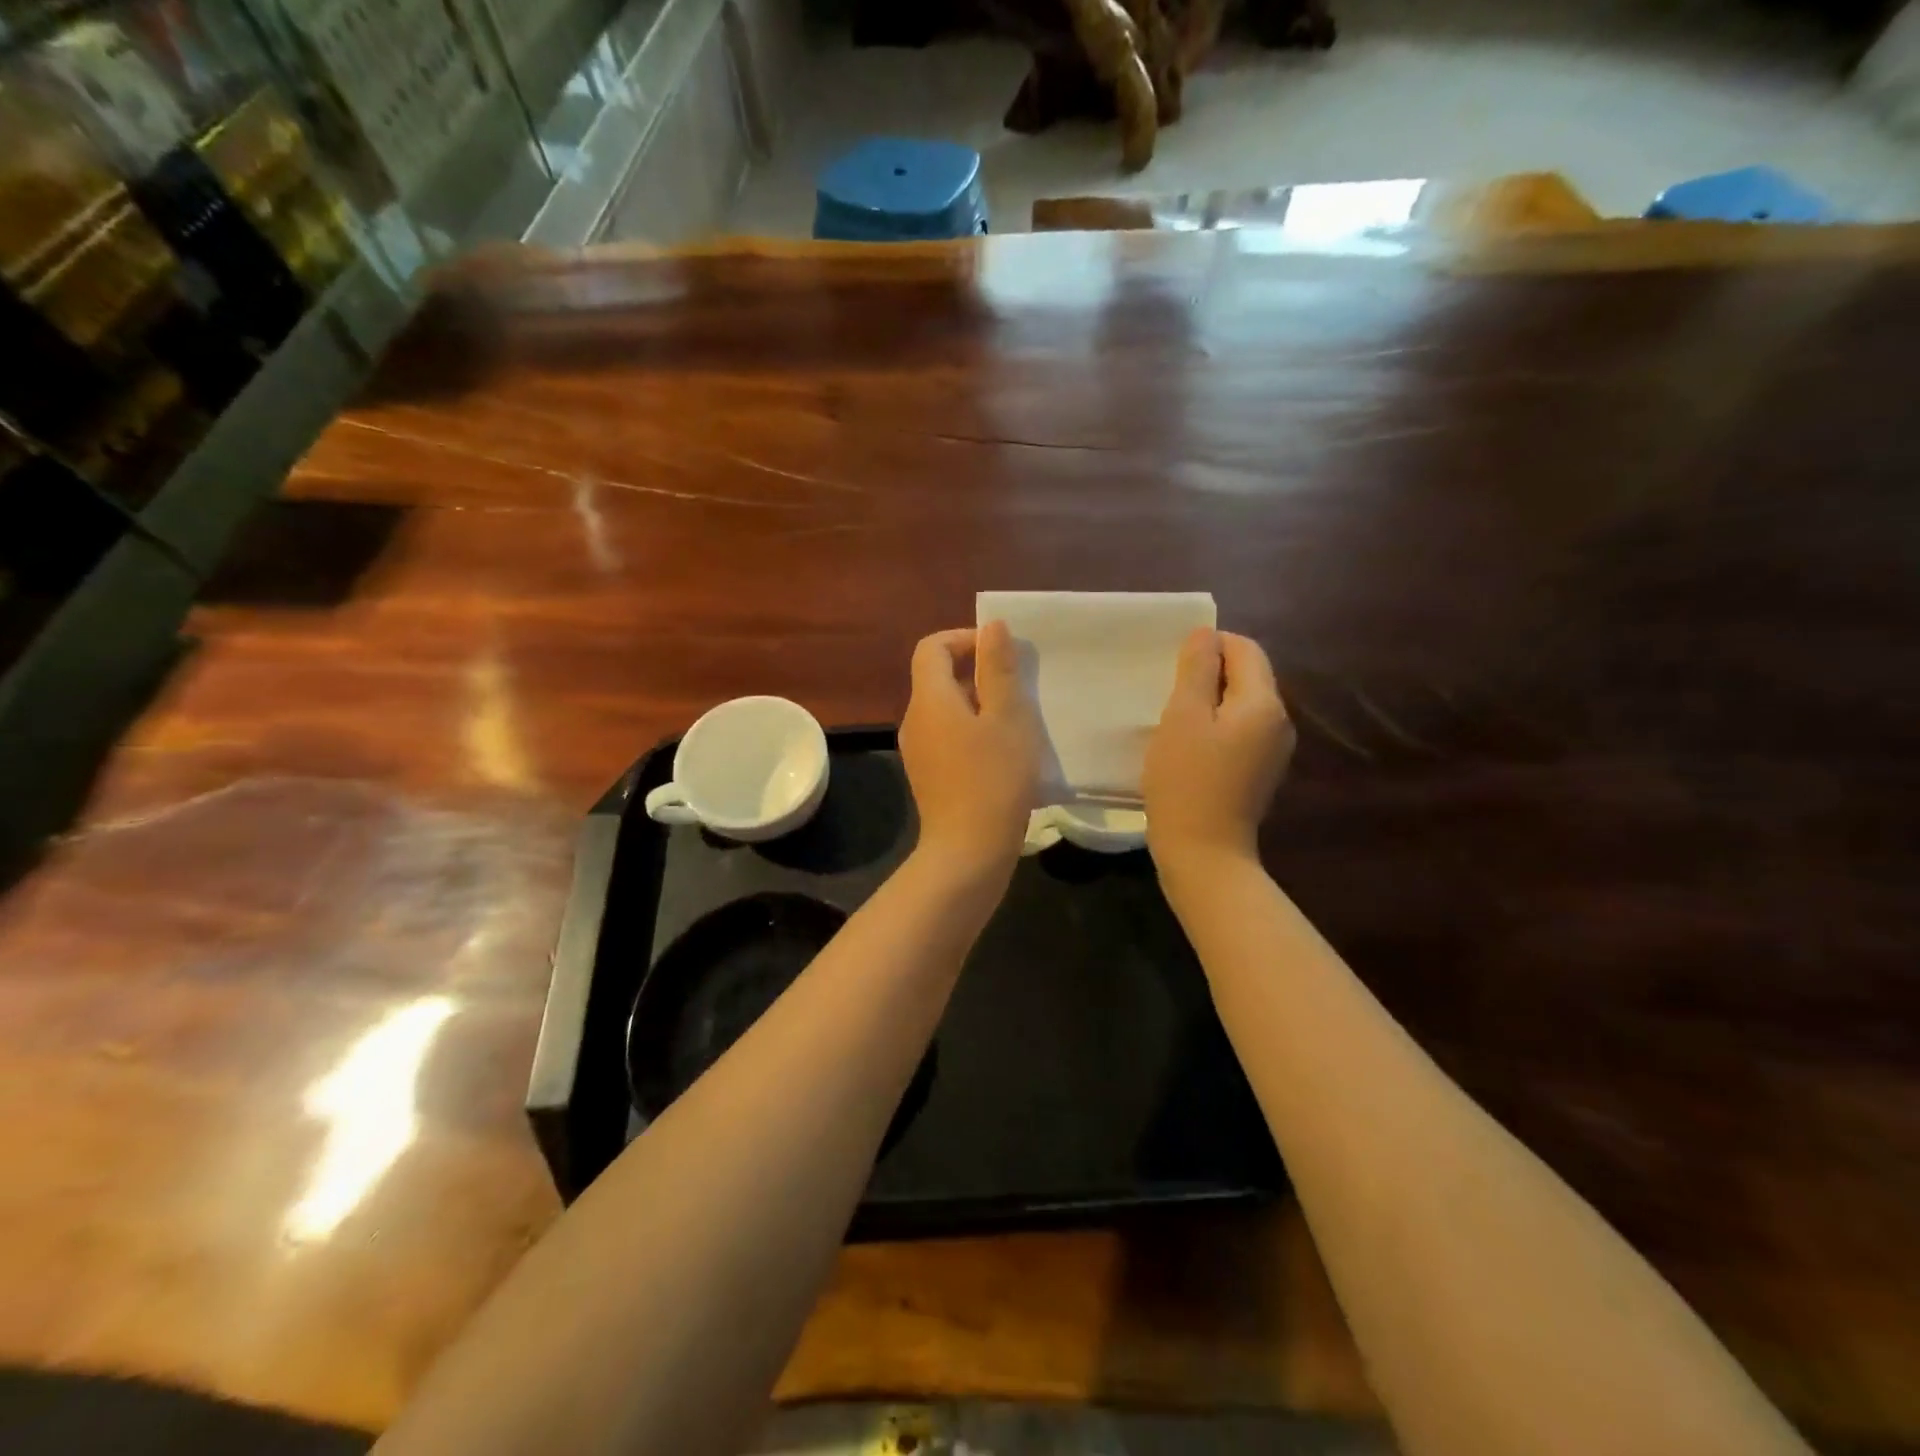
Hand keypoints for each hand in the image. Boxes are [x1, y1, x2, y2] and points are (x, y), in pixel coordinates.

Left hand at [900, 622, 1041, 875]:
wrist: (968, 851)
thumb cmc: (993, 778)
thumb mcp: (1007, 717)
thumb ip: (999, 668)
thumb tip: (991, 626)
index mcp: (929, 699)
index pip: (932, 647)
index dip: (964, 638)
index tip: (1000, 652)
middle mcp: (914, 720)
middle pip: (938, 677)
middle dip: (977, 672)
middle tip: (1017, 686)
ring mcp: (917, 751)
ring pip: (945, 710)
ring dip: (978, 703)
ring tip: (1016, 719)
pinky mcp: (928, 776)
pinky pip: (947, 737)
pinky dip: (971, 731)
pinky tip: (1001, 752)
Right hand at [1143, 629, 1293, 870]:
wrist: (1204, 854)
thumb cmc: (1186, 782)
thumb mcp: (1182, 718)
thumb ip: (1196, 670)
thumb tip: (1206, 634)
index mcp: (1264, 704)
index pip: (1246, 649)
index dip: (1210, 645)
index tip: (1173, 665)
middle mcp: (1279, 722)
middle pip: (1247, 676)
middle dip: (1209, 674)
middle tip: (1167, 692)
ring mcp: (1273, 751)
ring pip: (1241, 706)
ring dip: (1209, 702)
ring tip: (1173, 720)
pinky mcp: (1259, 773)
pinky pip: (1239, 732)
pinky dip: (1215, 728)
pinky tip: (1188, 747)